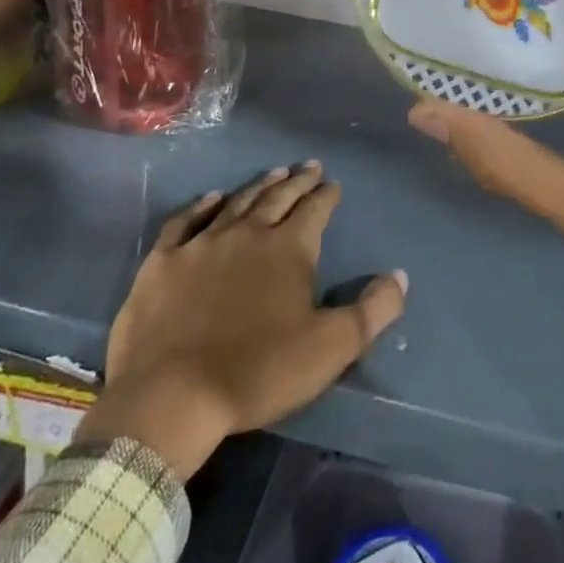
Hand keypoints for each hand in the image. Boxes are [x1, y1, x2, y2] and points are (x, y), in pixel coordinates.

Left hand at [75, 163, 408, 479]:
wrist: (170, 396)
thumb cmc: (258, 372)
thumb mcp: (330, 348)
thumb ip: (372, 311)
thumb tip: (400, 276)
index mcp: (289, 248)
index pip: (315, 209)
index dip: (327, 194)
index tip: (334, 183)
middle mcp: (248, 233)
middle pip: (278, 197)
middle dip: (298, 180)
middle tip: (309, 166)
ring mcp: (202, 243)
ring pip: (236, 202)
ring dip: (258, 185)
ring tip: (274, 172)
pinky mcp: (164, 261)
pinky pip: (185, 221)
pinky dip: (200, 206)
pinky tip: (210, 198)